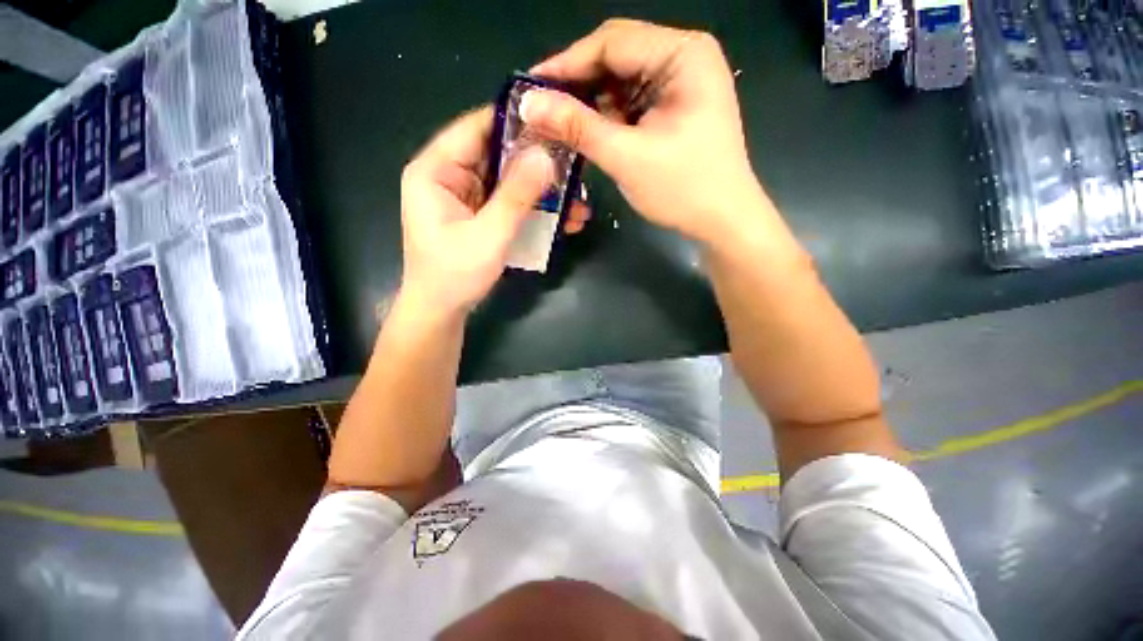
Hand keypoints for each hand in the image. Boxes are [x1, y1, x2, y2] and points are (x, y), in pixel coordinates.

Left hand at [399, 107, 589, 316]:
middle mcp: (449, 176)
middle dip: (537, 161)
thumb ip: (516, 196)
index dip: (515, 121)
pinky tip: (561, 216)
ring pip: (508, 180)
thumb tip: (546, 155)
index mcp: (436, 170)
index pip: (477, 128)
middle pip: (497, 154)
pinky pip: (509, 202)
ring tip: (576, 196)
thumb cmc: (455, 275)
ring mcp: (466, 197)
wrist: (441, 311)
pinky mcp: (479, 215)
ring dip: (540, 188)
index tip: (555, 121)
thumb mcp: (489, 235)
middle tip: (575, 163)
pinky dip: (533, 207)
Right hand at [522, 19, 765, 245]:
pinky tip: (588, 134)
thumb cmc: (683, 189)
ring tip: (559, 126)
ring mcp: (680, 82)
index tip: (529, 89)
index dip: (566, 64)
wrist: (721, 220)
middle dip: (577, 86)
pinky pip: (631, 102)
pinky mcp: (673, 106)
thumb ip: (578, 127)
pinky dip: (607, 118)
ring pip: (620, 81)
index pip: (611, 42)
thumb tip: (529, 104)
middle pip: (615, 58)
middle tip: (541, 112)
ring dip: (590, 105)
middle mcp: (683, 57)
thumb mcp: (627, 157)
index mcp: (682, 54)